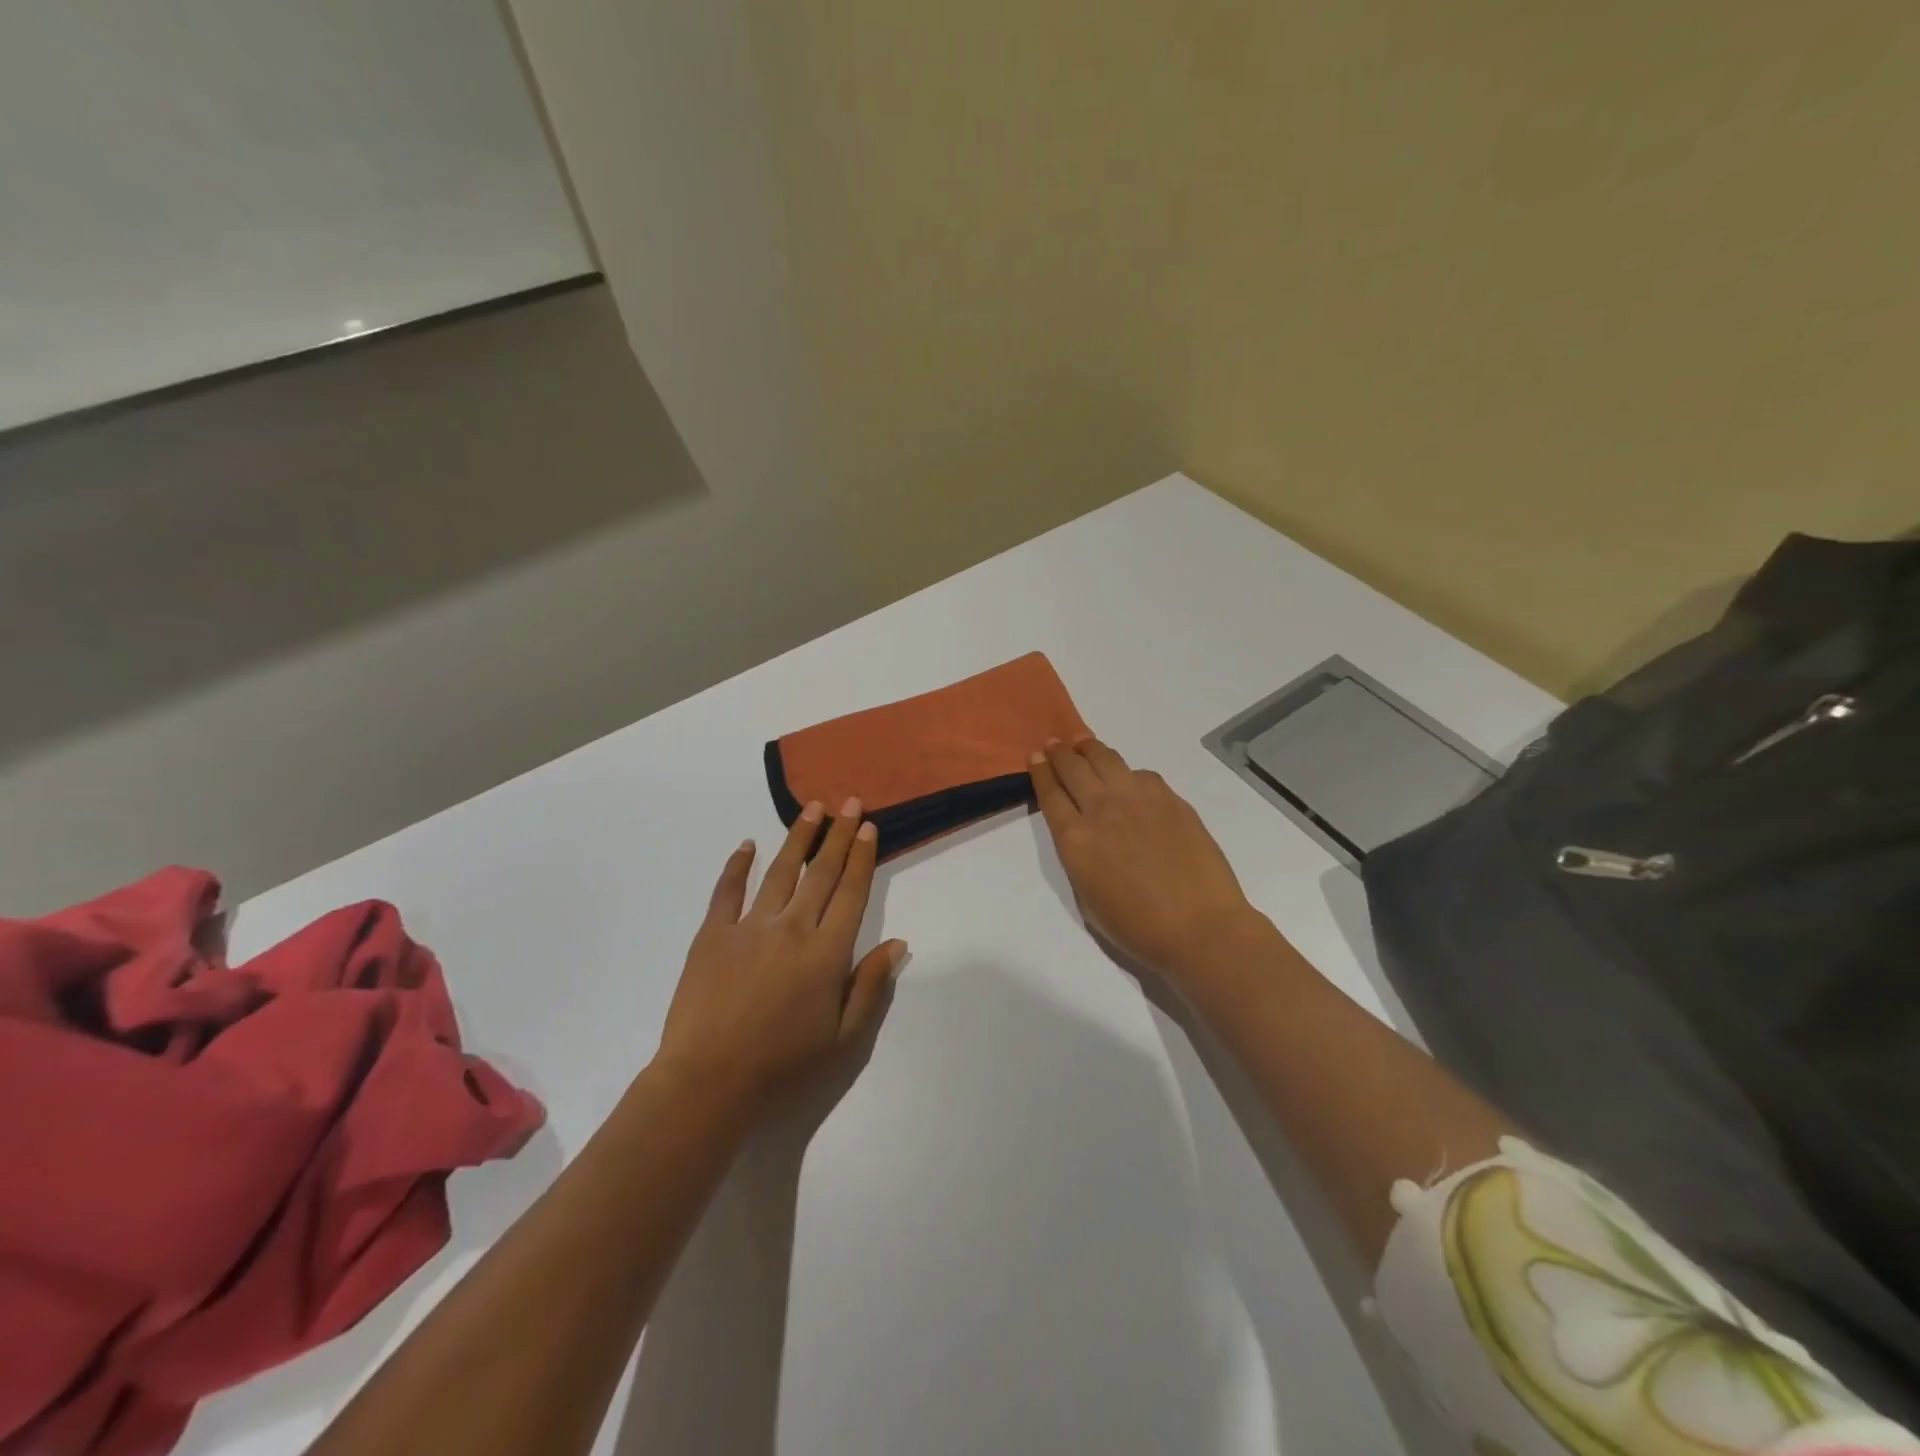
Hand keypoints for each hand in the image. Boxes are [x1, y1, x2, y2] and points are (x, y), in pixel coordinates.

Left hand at [655, 800, 906, 1105]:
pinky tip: (747, 845)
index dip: (863, 858)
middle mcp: (793, 928)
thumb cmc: (783, 1065)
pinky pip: (727, 891)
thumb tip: (898, 943)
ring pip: (780, 872)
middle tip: (850, 803)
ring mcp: (750, 927)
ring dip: (799, 838)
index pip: (851, 893)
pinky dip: (737, 866)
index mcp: (827, 952)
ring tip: (812, 808)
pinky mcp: (713, 934)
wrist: (708, 1082)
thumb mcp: (843, 1038)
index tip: (869, 828)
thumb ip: (871, 986)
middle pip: (822, 872)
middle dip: (839, 835)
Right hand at [1031, 738, 1261, 983]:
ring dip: (1090, 749)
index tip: (1036, 756)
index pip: (1050, 793)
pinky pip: (1141, 774)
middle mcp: (1101, 809)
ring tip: (1084, 744)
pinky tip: (1129, 779)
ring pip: (1106, 759)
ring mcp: (1138, 799)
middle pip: (1074, 767)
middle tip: (1055, 743)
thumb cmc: (1137, 928)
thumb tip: (1085, 833)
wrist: (1199, 927)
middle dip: (1060, 752)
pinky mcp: (1169, 798)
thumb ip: (1079, 857)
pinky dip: (1128, 773)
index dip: (1041, 771)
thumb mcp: (1087, 897)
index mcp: (1075, 839)